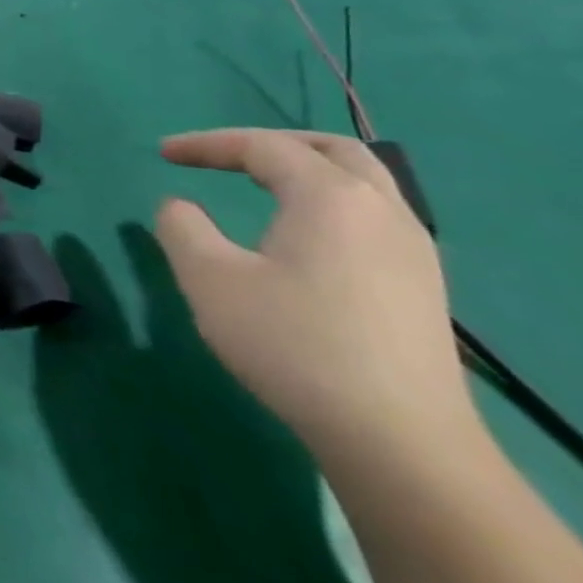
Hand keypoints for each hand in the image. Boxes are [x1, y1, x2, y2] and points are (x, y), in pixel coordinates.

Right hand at [156, 129, 474, 467]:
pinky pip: (373, 216)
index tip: (162, 153)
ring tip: (258, 186)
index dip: (206, 144)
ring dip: (304, 171)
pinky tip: (302, 235)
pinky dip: (328, 202)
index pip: (262, 147)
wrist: (397, 439)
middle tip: (221, 156)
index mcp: (330, 197)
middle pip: (331, 149)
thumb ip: (182, 227)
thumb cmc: (291, 343)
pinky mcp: (421, 285)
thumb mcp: (209, 279)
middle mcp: (381, 210)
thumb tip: (180, 207)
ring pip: (362, 181)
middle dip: (268, 144)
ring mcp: (412, 249)